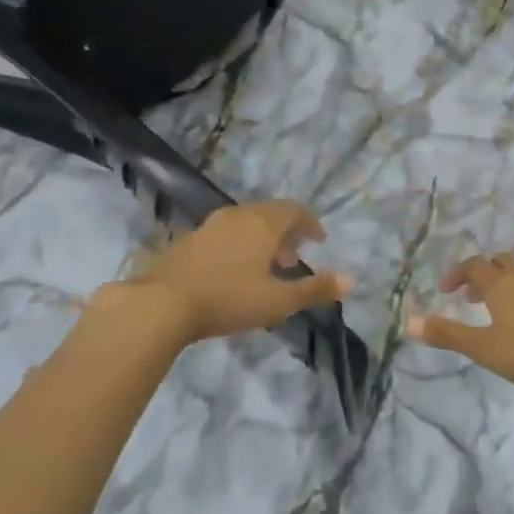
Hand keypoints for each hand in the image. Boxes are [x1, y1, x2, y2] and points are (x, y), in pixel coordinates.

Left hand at [128, 201, 352, 344]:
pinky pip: (223, 235)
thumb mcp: (279, 301)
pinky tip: (232, 273)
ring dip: (261, 241)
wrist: (162, 304)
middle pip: (269, 214)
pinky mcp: (188, 240)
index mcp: (263, 223)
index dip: (310, 223)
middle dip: (286, 234)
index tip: (319, 240)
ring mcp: (209, 226)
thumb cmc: (229, 299)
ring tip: (265, 268)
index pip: (294, 210)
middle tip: (293, 260)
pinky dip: (238, 246)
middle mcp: (237, 215)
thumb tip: (351, 280)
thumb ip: (315, 289)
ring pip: (245, 224)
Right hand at [405, 252, 513, 401]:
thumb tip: (408, 322)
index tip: (446, 290)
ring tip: (496, 309)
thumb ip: (447, 335)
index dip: (457, 273)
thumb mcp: (483, 348)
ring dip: (505, 284)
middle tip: (470, 297)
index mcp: (502, 284)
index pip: (474, 265)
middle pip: (500, 263)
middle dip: (482, 274)